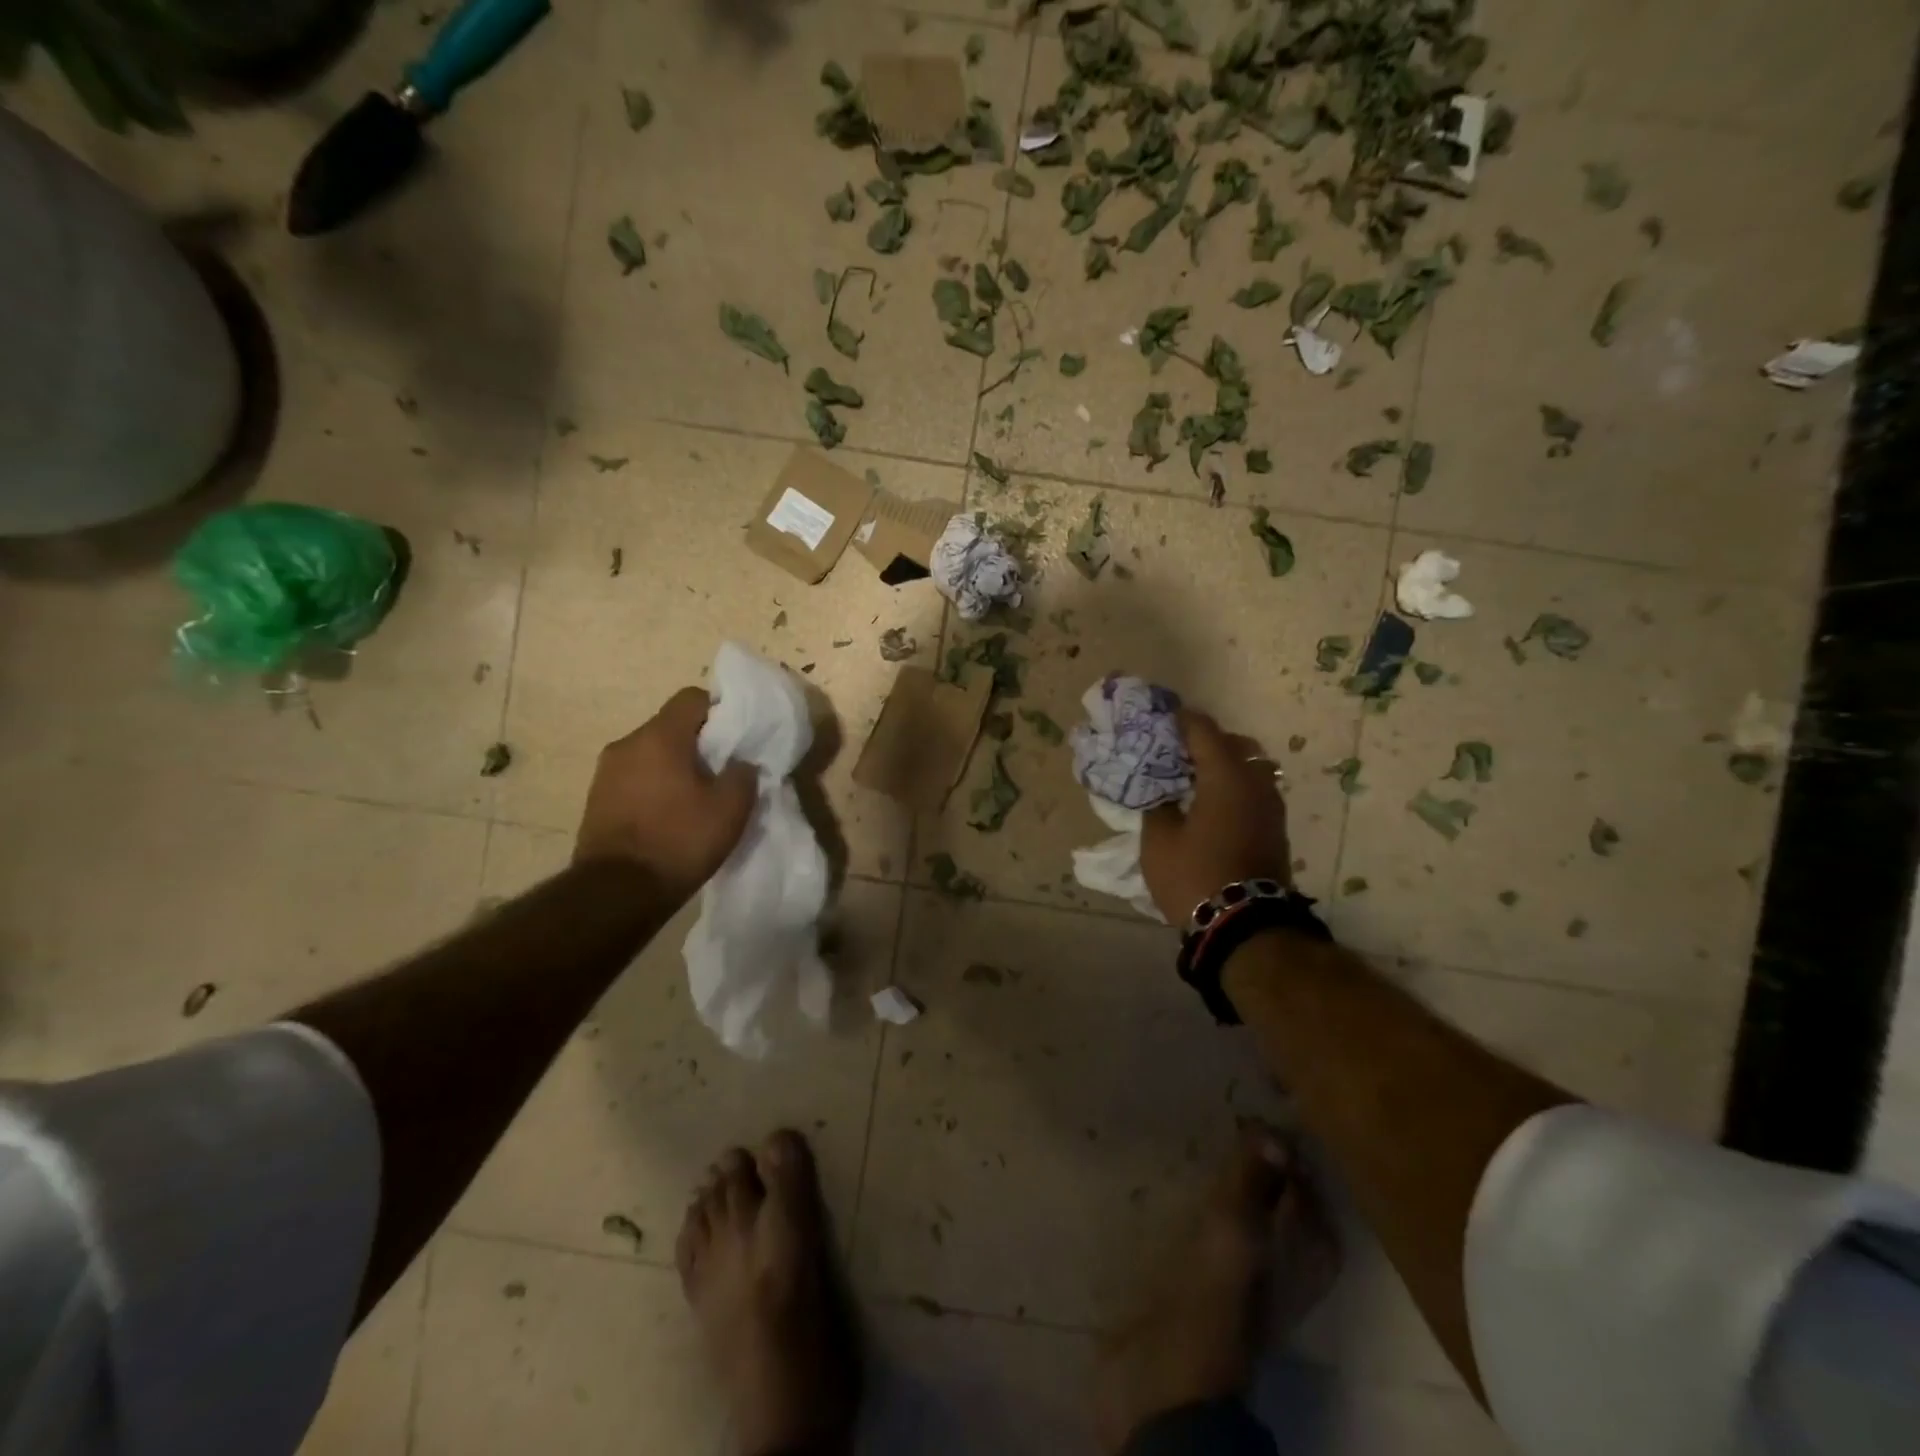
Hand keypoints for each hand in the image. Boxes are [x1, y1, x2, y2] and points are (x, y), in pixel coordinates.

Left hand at [575, 687, 756, 900]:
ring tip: (695, 799)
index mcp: (659, 737)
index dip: (719, 711)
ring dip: (674, 767)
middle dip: (698, 743)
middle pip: (670, 726)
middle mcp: (626, 744)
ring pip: (651, 754)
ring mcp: (605, 772)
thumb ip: (743, 775)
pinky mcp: (596, 800)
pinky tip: (669, 817)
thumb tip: (741, 764)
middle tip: (721, 772)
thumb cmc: (679, 841)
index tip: (736, 738)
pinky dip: (654, 788)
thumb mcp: (731, 809)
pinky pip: (634, 778)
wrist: (616, 893)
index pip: (692, 698)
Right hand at [1141, 708, 1292, 924]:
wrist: (1243, 926)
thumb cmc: (1194, 875)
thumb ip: (1157, 805)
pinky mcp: (1275, 830)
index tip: (1163, 719)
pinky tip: (1212, 804)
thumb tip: (1162, 792)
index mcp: (1226, 776)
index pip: (1205, 731)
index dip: (1182, 720)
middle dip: (1208, 742)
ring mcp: (1271, 808)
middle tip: (1179, 752)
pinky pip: (1255, 792)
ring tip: (1196, 779)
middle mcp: (1255, 783)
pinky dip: (1236, 788)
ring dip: (1226, 766)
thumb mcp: (1158, 840)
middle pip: (1237, 745)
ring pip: (1252, 769)